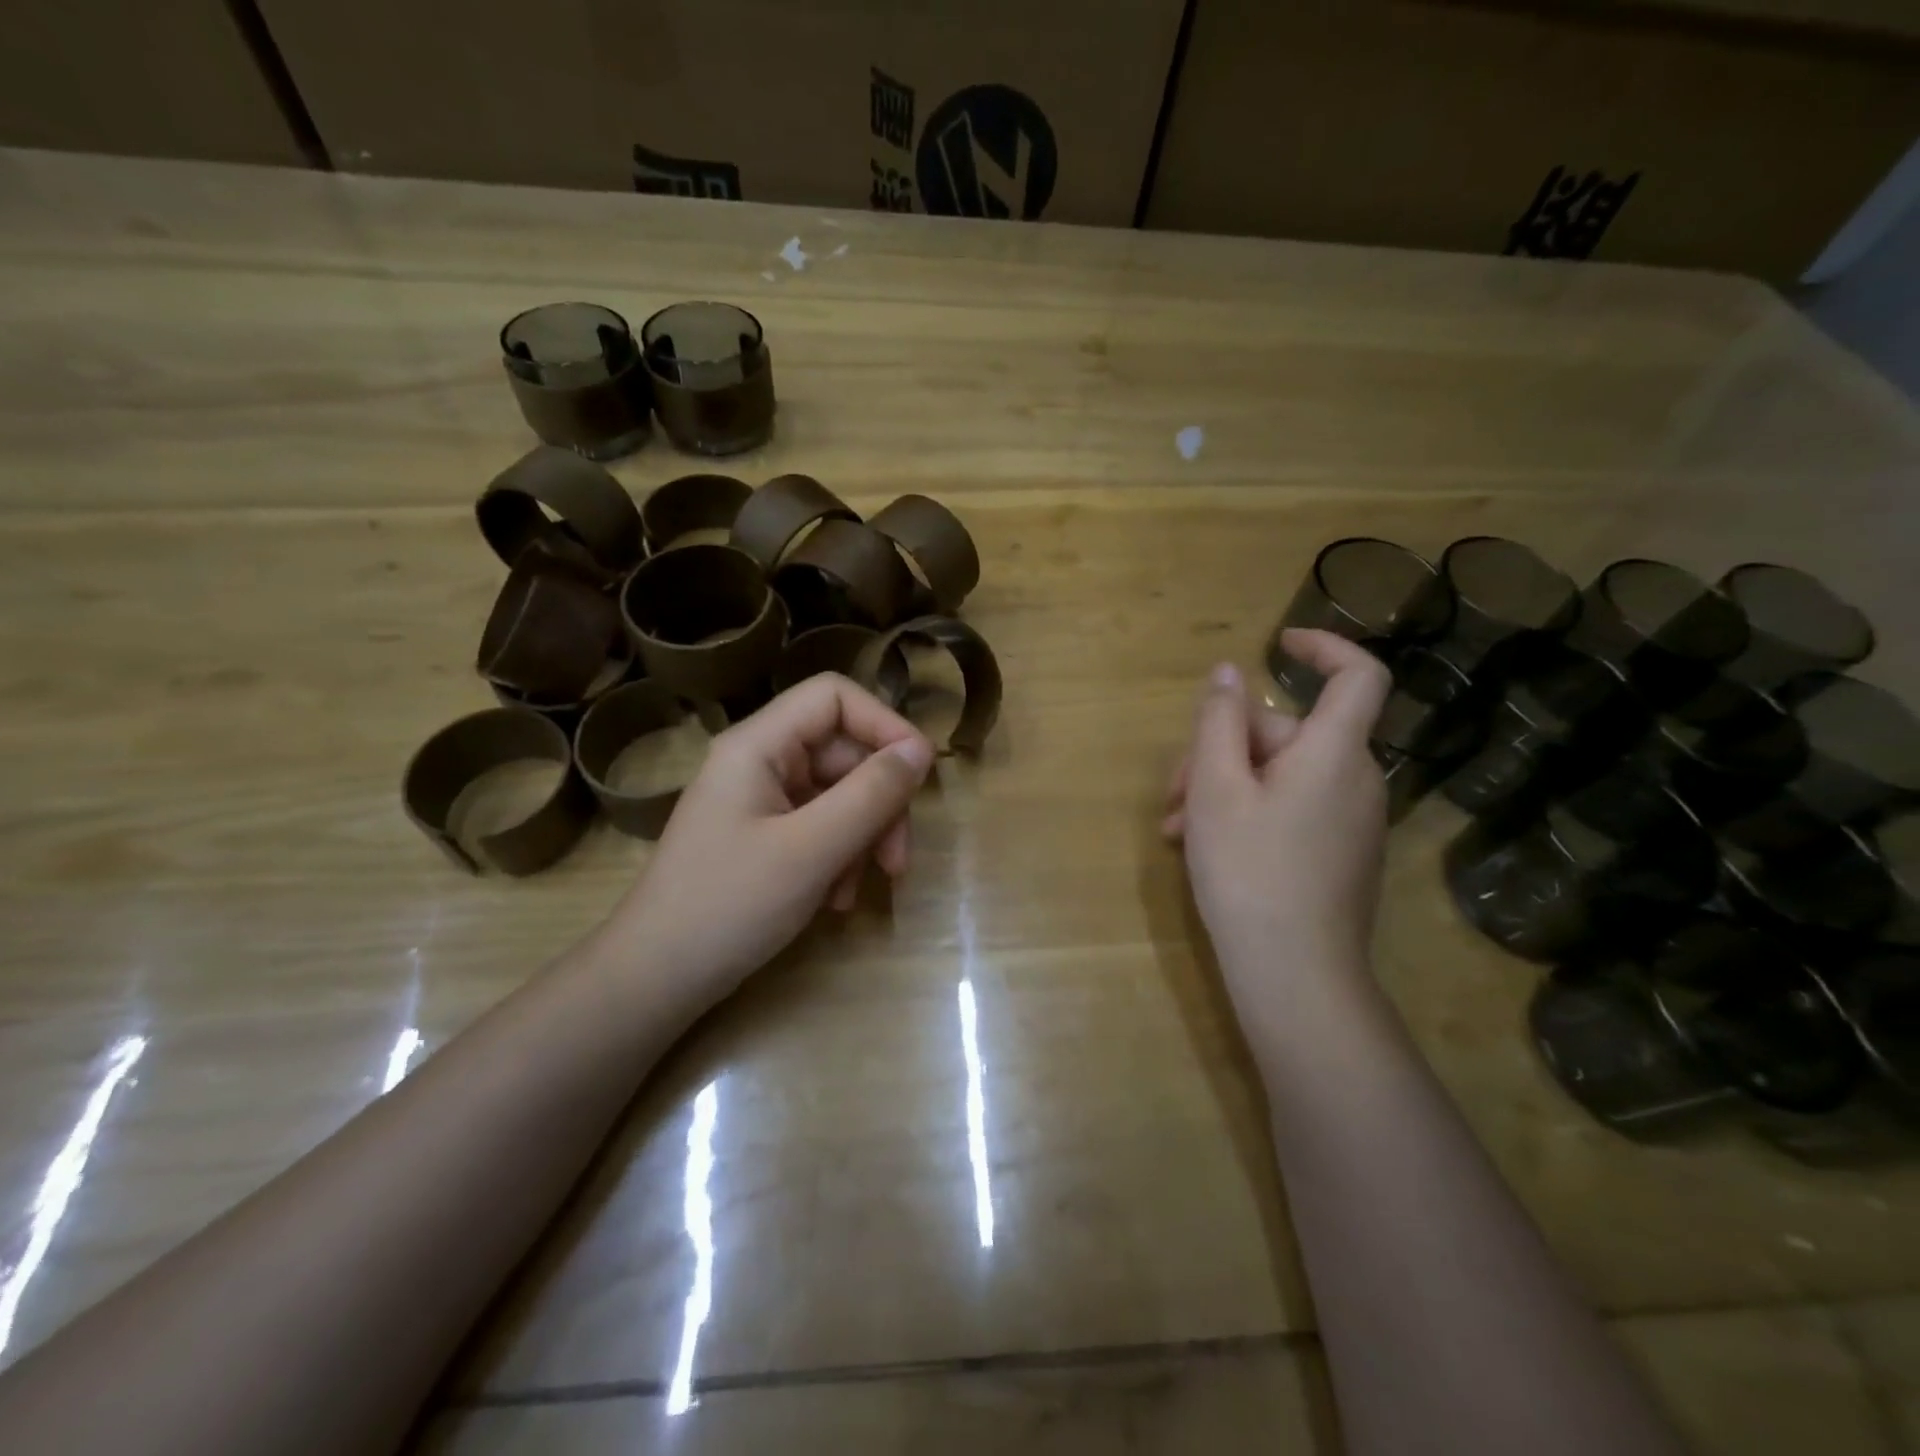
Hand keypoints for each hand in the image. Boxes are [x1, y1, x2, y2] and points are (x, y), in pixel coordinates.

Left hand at [602, 674, 933, 1000]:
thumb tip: (921, 751)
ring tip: (860, 889)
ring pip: (837, 794)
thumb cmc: (729, 906)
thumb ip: (871, 795)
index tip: (919, 773)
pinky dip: (838, 857)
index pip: (834, 697)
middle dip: (879, 802)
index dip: (884, 724)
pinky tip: (836, 901)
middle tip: (897, 861)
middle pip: (842, 752)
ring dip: (862, 838)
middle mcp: (759, 762)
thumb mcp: (812, 850)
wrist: (655, 980)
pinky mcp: (762, 837)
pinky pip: (818, 827)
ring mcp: (759, 801)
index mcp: (758, 745)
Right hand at [1163, 630, 1392, 996]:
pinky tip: (1201, 846)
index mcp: (1334, 753)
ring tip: (1175, 828)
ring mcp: (1349, 821)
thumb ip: (1219, 721)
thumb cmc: (1250, 871)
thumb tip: (1228, 673)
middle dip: (1220, 750)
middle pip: (1285, 734)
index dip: (1323, 646)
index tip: (1278, 643)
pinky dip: (1245, 814)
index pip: (1357, 676)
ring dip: (1221, 788)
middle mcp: (1354, 779)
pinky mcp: (1337, 854)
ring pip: (1277, 776)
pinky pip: (1288, 810)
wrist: (1295, 976)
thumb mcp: (1217, 788)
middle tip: (1173, 791)